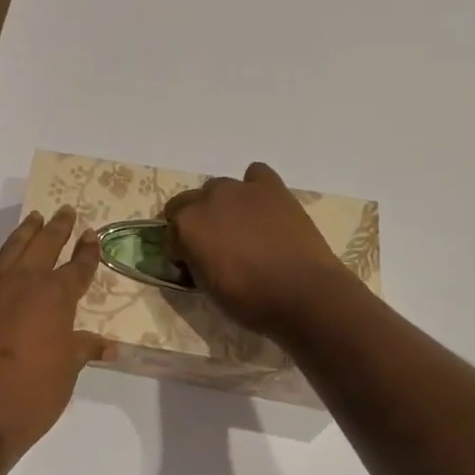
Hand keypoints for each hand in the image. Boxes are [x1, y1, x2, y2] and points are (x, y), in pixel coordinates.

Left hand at [0, 207, 111, 466]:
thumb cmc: (32, 392)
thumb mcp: (67, 371)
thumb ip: (84, 349)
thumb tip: (108, 344)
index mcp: (55, 296)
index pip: (77, 267)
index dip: (87, 251)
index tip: (92, 234)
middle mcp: (25, 283)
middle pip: (45, 245)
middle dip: (57, 227)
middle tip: (65, 210)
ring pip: (14, 249)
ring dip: (26, 232)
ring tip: (34, 217)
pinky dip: (4, 257)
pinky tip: (7, 259)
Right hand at [164, 162, 361, 336]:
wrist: (303, 294)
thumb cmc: (250, 301)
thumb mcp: (207, 288)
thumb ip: (195, 262)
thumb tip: (197, 256)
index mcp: (186, 225)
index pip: (170, 234)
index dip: (179, 252)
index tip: (191, 267)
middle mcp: (207, 199)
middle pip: (187, 203)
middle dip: (195, 223)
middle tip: (213, 247)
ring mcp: (240, 189)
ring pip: (218, 188)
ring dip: (221, 205)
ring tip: (240, 228)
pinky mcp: (271, 187)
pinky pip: (255, 174)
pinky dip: (254, 187)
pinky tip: (261, 206)